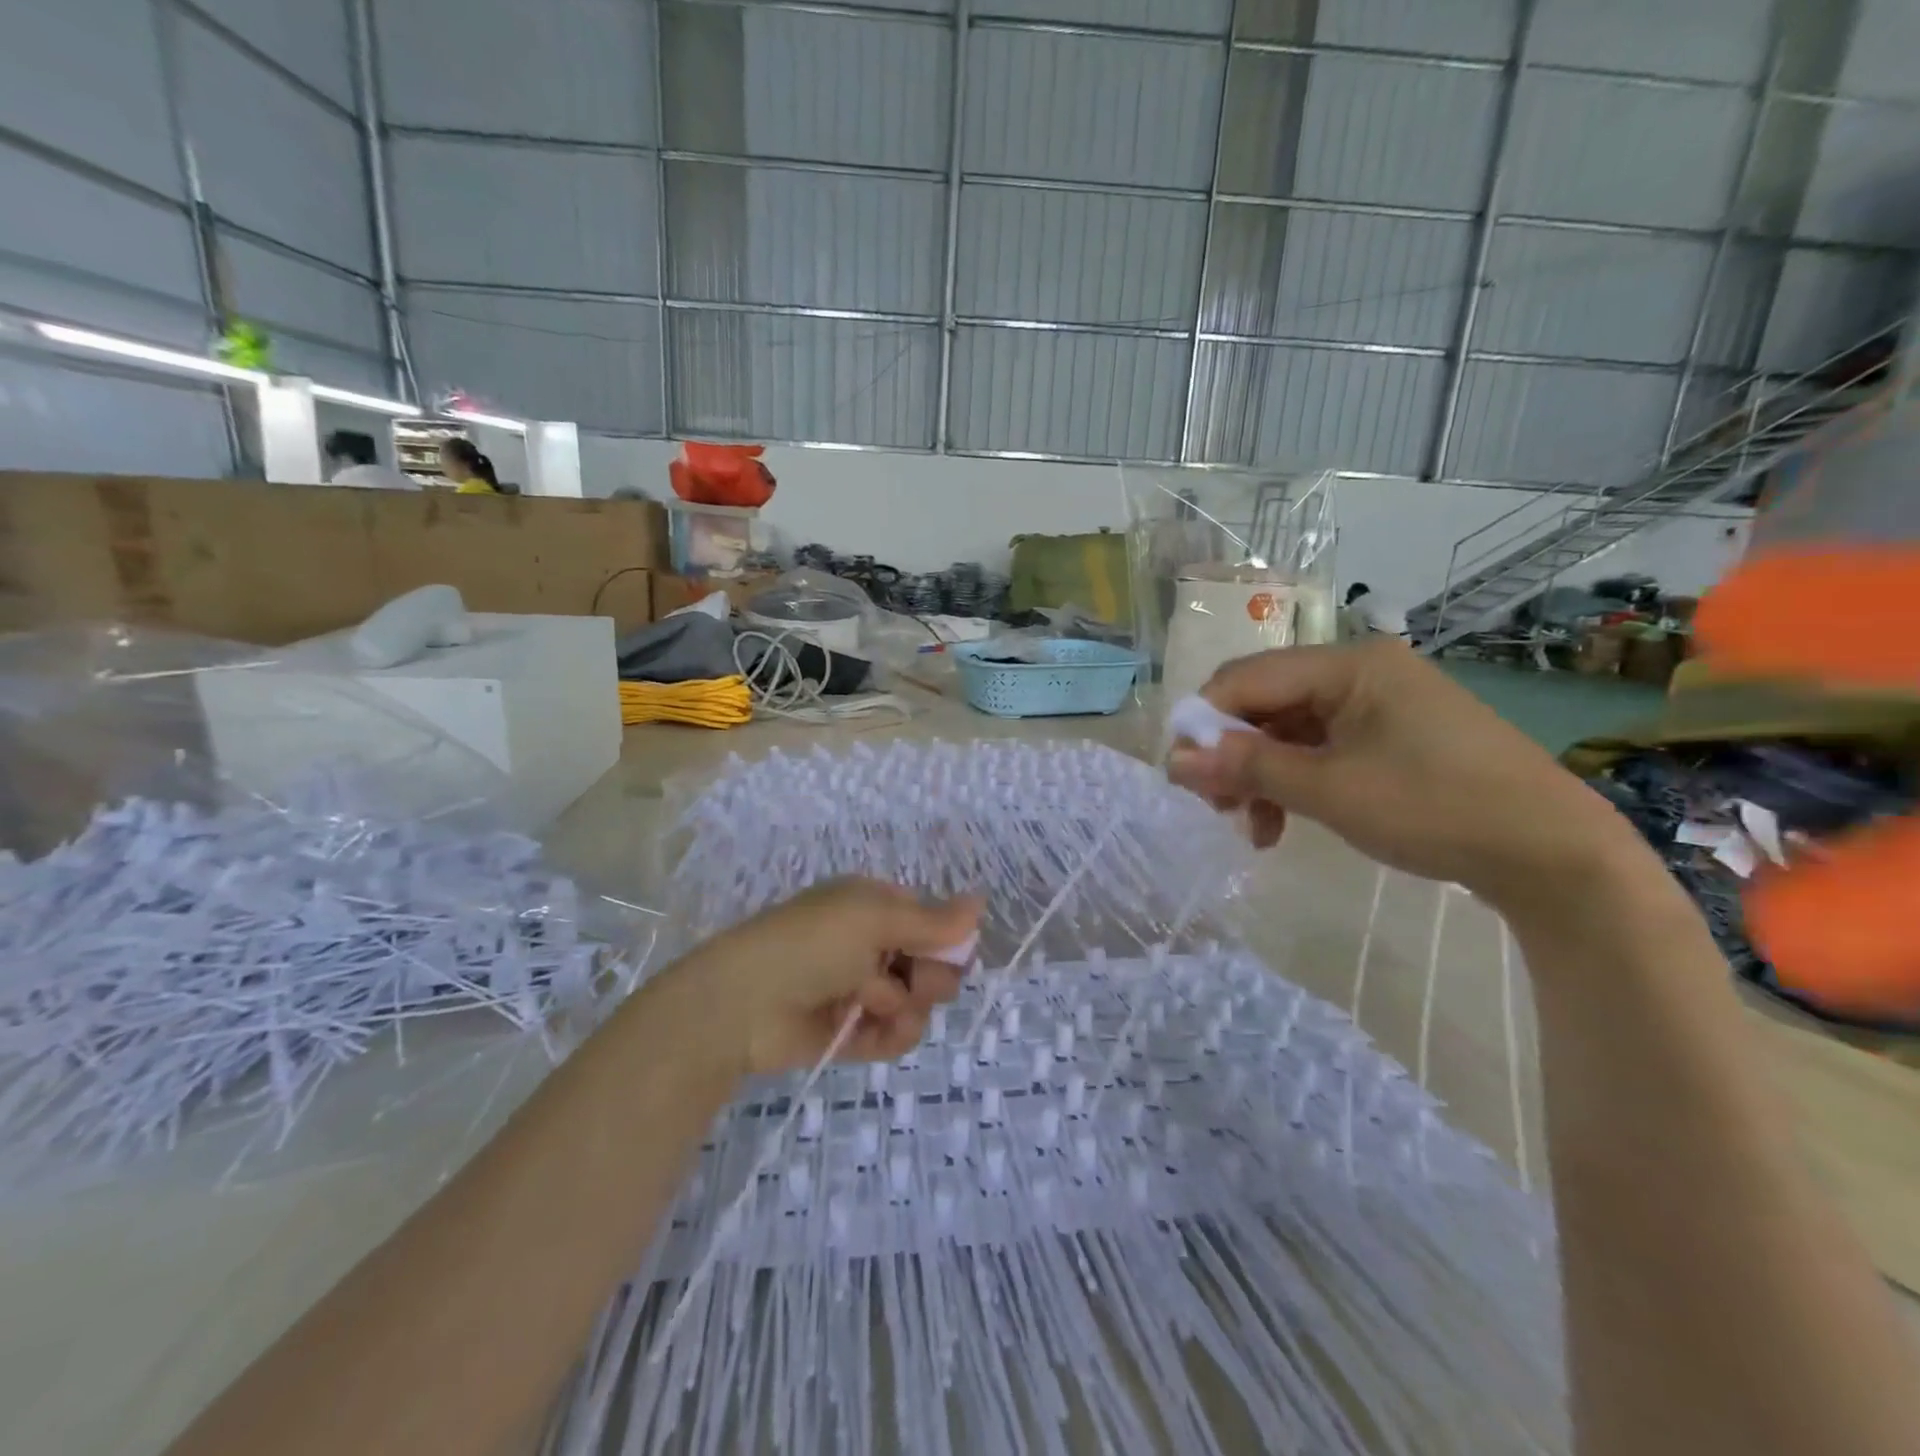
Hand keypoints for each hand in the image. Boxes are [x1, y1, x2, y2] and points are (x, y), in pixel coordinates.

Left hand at [669, 878, 983, 1077]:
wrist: (743, 1004)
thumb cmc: (811, 943)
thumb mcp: (874, 919)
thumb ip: (933, 920)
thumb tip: (981, 901)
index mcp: (874, 907)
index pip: (932, 921)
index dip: (947, 939)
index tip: (951, 952)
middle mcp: (871, 945)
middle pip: (932, 963)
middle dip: (930, 975)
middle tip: (910, 979)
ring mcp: (862, 990)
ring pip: (918, 1002)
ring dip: (907, 1006)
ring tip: (873, 1004)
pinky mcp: (853, 1032)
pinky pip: (896, 1035)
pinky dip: (892, 1034)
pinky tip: (873, 1028)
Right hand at [1166, 639, 1650, 910]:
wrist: (1553, 854)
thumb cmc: (1435, 809)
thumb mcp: (1329, 790)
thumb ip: (1246, 768)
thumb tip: (1172, 760)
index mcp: (1348, 665)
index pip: (1246, 678)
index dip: (1204, 722)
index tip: (1183, 775)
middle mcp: (1360, 671)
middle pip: (1265, 702)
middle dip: (1232, 753)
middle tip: (1215, 805)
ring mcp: (1379, 702)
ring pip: (1290, 729)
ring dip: (1261, 774)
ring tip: (1251, 826)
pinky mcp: (1393, 734)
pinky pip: (1322, 746)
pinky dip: (1296, 780)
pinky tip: (1284, 822)